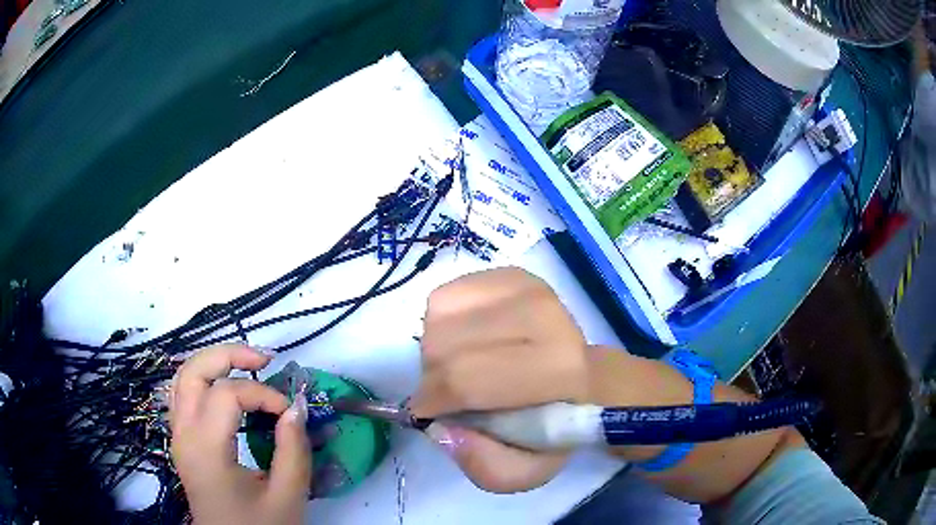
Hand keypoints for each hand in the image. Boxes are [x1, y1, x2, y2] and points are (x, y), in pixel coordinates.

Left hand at [170, 345, 311, 524]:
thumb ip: (294, 450)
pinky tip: (223, 386)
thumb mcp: (287, 496)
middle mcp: (184, 434)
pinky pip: (182, 395)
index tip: (291, 413)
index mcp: (206, 449)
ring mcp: (178, 436)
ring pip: (183, 377)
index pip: (227, 395)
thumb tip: (297, 406)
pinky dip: (202, 379)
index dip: (263, 394)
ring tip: (246, 365)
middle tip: (264, 360)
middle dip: (229, 355)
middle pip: (194, 371)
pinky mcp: (181, 441)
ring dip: (213, 363)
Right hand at [410, 268, 589, 493]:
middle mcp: (544, 315)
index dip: (434, 400)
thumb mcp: (525, 470)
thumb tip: (440, 429)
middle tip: (447, 395)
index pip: (467, 379)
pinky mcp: (510, 273)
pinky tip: (466, 339)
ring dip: (435, 350)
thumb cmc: (553, 427)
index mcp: (558, 369)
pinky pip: (445, 296)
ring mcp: (525, 286)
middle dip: (432, 378)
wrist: (584, 378)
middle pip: (445, 345)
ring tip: (460, 366)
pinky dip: (442, 324)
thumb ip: (484, 466)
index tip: (430, 414)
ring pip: (439, 317)